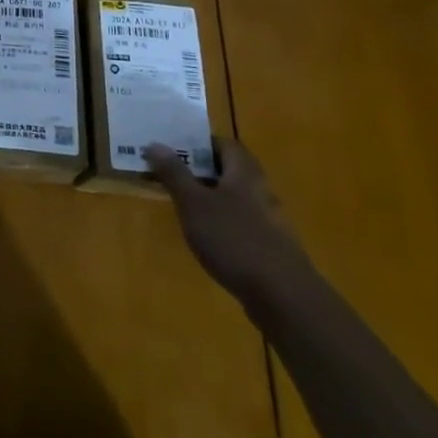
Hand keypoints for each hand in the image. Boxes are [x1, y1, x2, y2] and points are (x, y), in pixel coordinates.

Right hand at [144, 139, 313, 303]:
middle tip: (171, 174)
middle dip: (202, 169)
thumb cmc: (233, 239)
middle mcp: (260, 190)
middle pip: (231, 170)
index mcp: (244, 173)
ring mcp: (269, 220)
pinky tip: (206, 236)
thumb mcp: (194, 203)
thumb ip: (174, 173)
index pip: (226, 144)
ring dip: (210, 195)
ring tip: (182, 204)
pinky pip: (241, 221)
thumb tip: (155, 143)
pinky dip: (222, 220)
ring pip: (236, 196)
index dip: (201, 143)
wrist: (282, 295)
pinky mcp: (270, 246)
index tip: (174, 149)